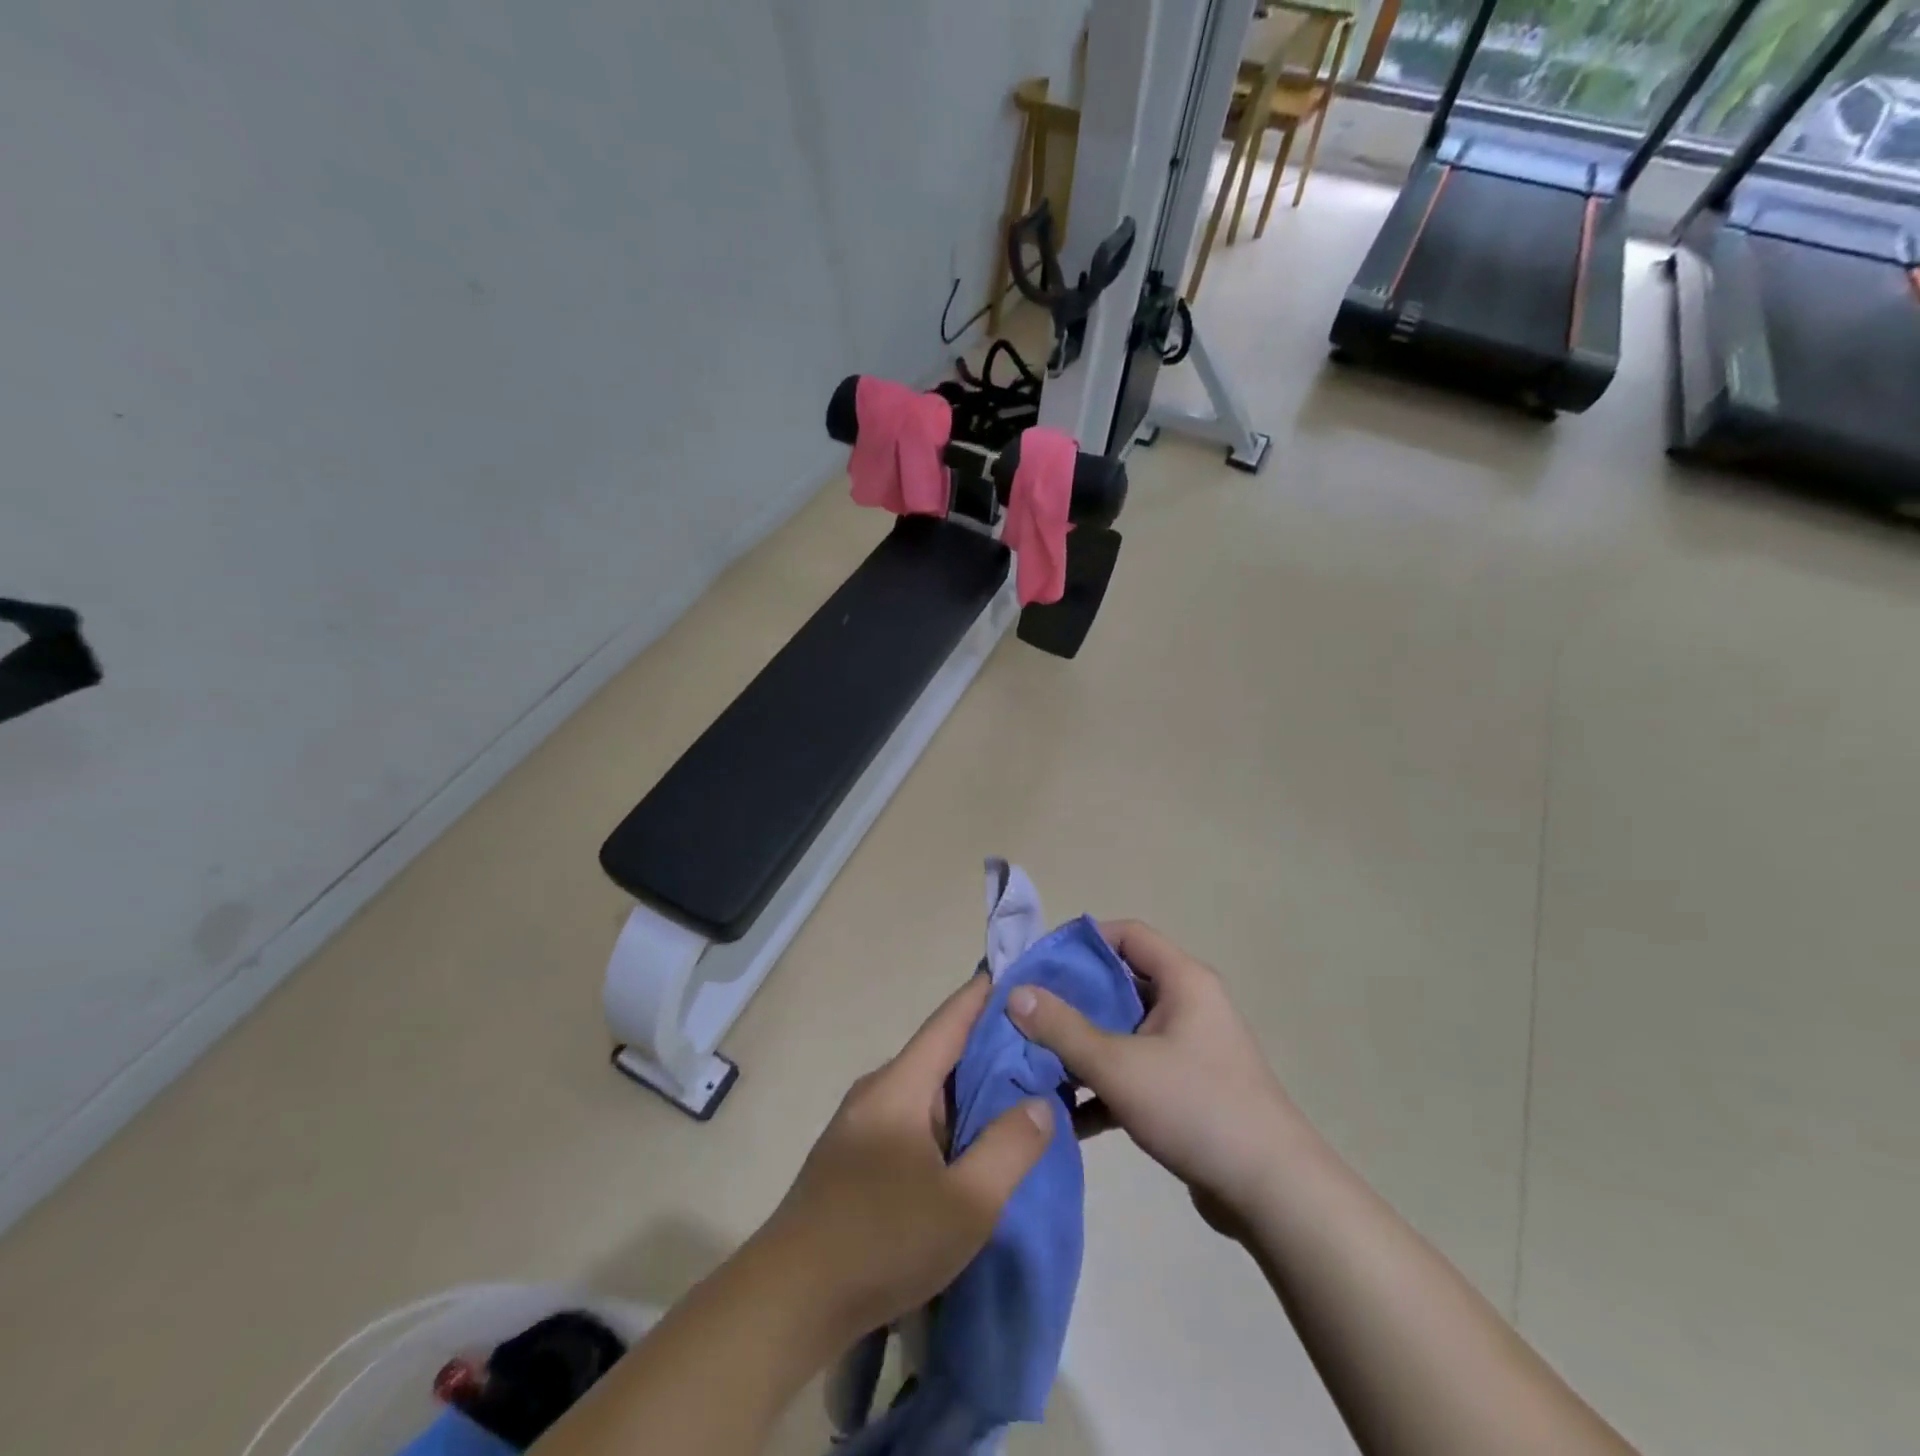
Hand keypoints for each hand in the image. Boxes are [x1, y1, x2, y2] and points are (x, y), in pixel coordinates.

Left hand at [764, 974, 1054, 1339]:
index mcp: (900, 1085)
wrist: (789, 1300)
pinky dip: (948, 1120)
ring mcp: (862, 1124)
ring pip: (927, 1091)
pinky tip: (971, 1144)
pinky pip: (913, 1120)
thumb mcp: (966, 1203)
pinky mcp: (855, 1158)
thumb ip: (1010, 1148)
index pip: (950, 1020)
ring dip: (969, 1089)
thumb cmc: (882, 1239)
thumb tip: (1039, 1102)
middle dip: (989, 1046)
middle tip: (1042, 1045)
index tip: (1018, 971)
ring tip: (1018, 1092)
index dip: (984, 994)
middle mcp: (878, 1091)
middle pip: (940, 1054)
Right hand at [1009, 919, 1294, 1232]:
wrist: (1272, 1193)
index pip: (1126, 935)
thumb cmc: (1196, 1107)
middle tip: (1024, 1014)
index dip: (1081, 942)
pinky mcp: (1184, 1090)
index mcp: (1182, 980)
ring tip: (1033, 1062)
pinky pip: (1133, 1072)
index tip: (1038, 963)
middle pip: (1119, 984)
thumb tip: (1015, 993)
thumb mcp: (1118, 1065)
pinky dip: (1102, 1086)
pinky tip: (1065, 1114)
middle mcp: (1187, 1005)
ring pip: (1122, 1032)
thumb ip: (1063, 1028)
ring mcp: (1187, 1049)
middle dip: (1070, 1000)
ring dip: (1081, 1047)